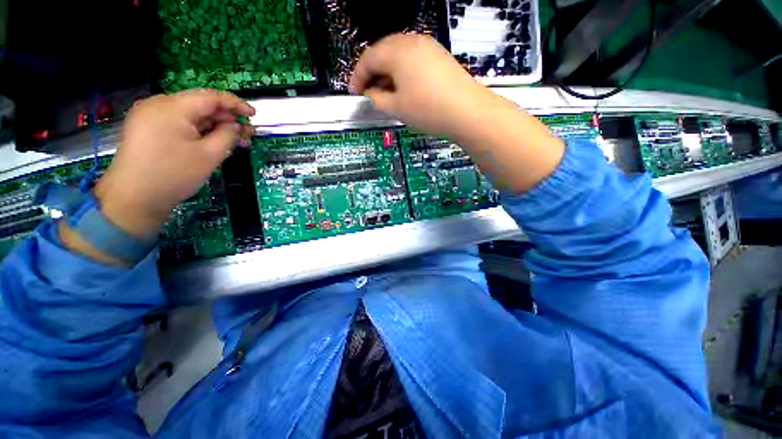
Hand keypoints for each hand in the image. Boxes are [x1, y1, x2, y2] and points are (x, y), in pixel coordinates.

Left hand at [94, 89, 254, 238]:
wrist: (134, 198)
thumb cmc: (174, 174)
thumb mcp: (210, 155)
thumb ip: (227, 135)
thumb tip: (235, 126)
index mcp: (172, 107)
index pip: (211, 97)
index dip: (236, 104)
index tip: (254, 115)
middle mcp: (158, 104)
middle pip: (200, 105)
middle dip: (226, 119)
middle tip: (248, 134)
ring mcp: (149, 116)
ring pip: (191, 116)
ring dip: (214, 127)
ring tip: (235, 141)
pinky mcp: (147, 128)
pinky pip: (179, 124)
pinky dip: (198, 131)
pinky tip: (212, 142)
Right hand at [352, 33, 563, 194]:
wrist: (467, 112)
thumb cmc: (428, 110)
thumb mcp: (396, 107)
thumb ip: (377, 98)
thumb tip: (370, 93)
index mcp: (397, 51)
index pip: (368, 58)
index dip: (357, 76)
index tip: (354, 92)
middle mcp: (412, 42)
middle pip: (383, 52)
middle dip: (372, 73)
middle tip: (368, 92)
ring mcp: (428, 47)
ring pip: (398, 56)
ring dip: (387, 73)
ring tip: (385, 93)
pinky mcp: (438, 57)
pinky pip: (412, 60)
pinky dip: (402, 73)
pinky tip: (403, 88)